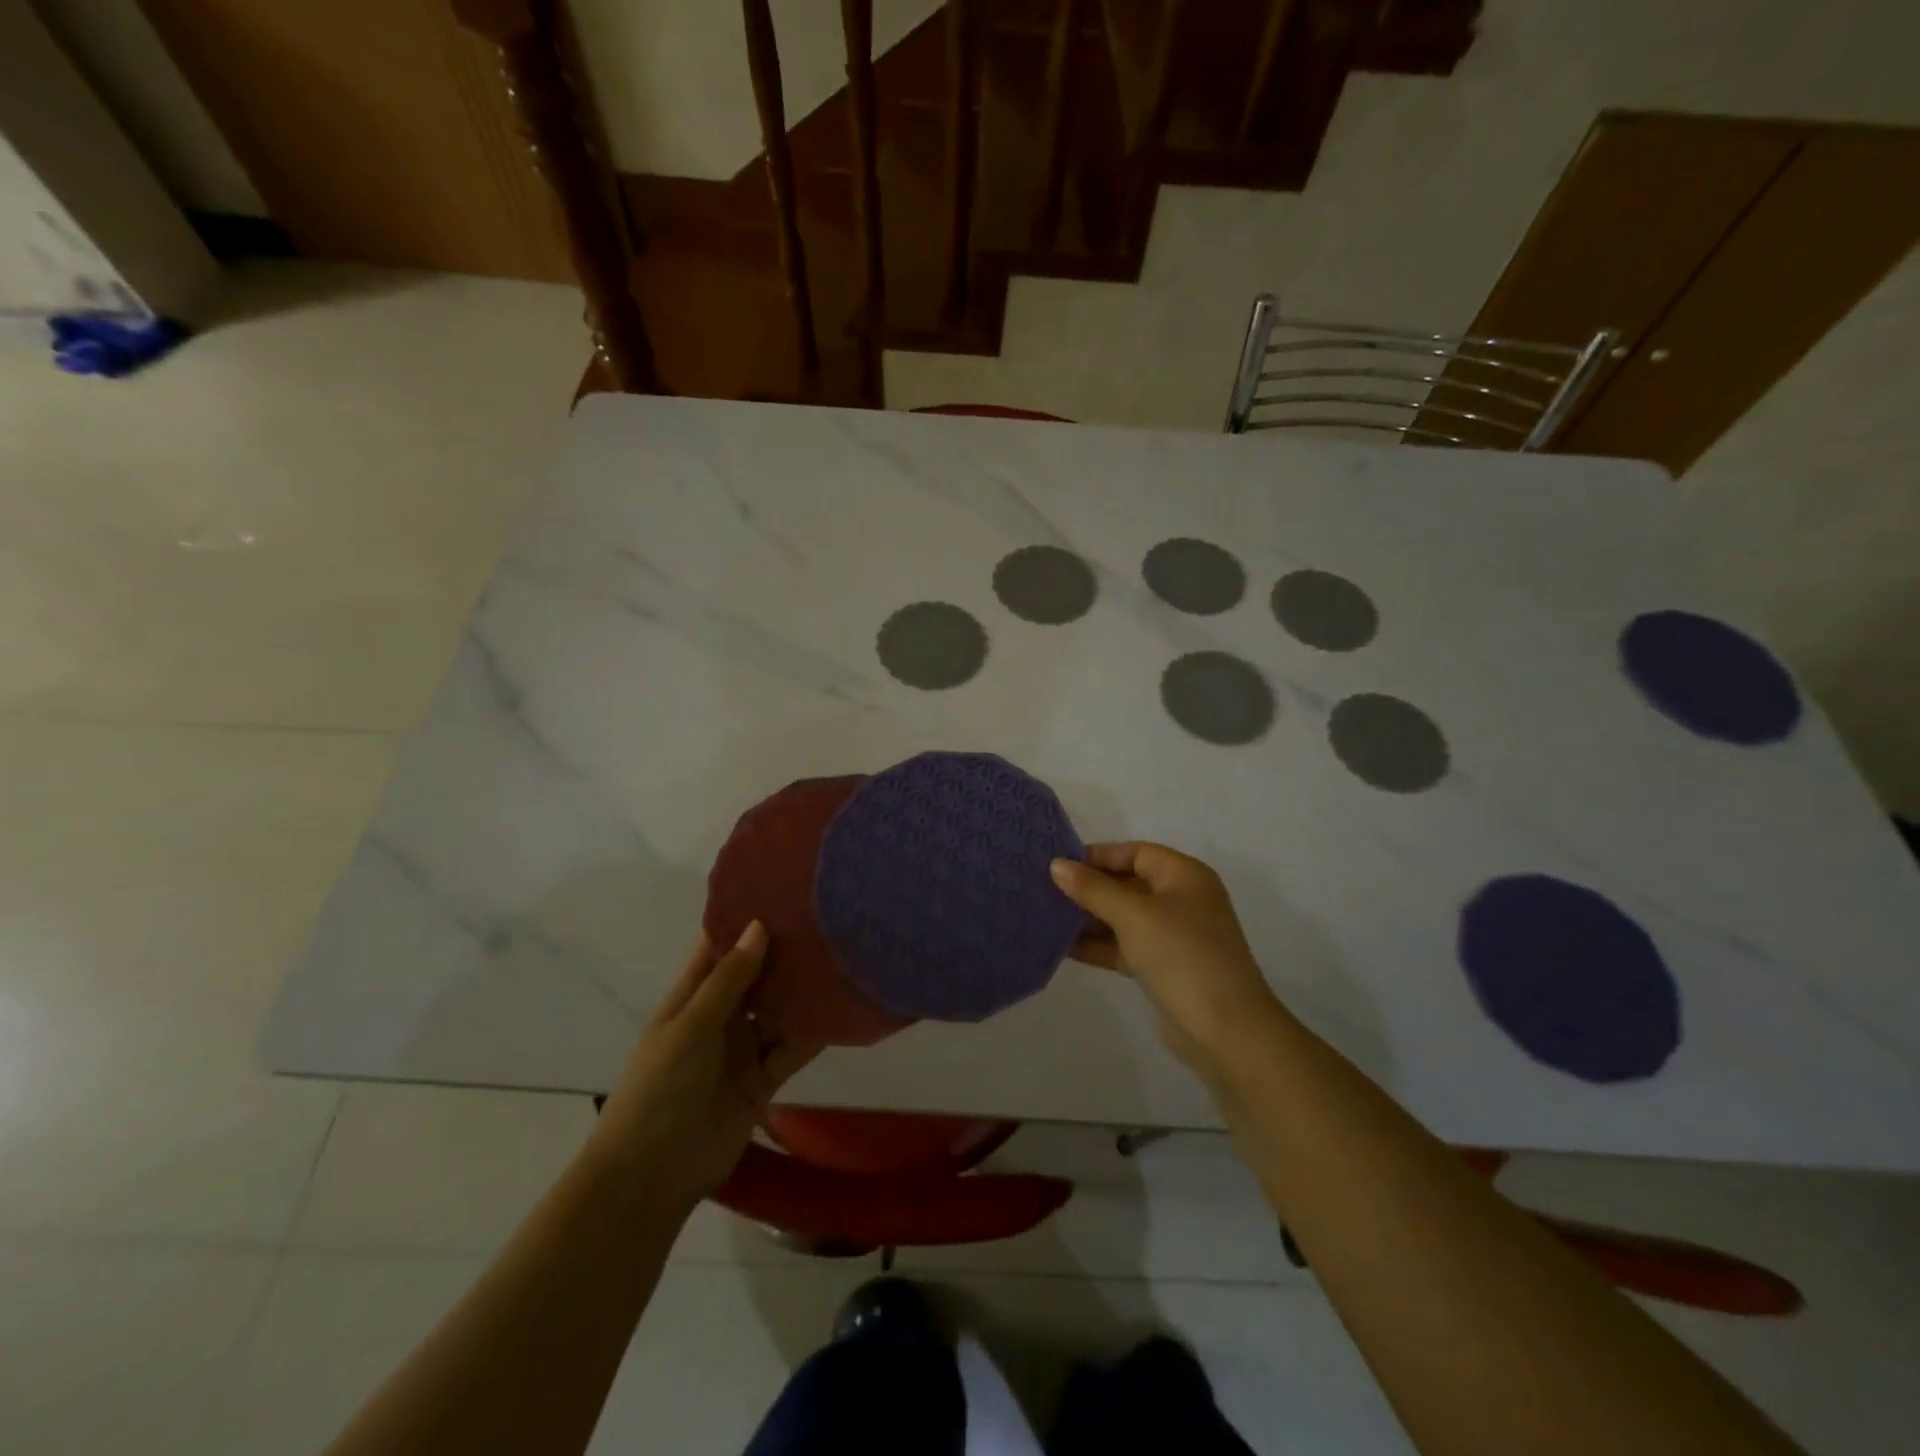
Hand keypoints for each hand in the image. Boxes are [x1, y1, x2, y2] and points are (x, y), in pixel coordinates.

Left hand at [587, 922, 820, 1218]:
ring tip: (845, 956)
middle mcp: (721, 1015)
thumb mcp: (690, 1028)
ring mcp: (744, 1047)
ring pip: (780, 1008)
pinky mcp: (765, 1077)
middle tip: (829, 918)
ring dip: (804, 990)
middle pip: (758, 975)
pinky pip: (793, 1046)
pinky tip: (842, 1009)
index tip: (783, 890)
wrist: (652, 1177)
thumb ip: (728, 980)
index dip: (746, 920)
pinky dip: (813, 1031)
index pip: (721, 947)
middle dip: (786, 952)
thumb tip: (760, 926)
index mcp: (692, 996)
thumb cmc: (658, 1090)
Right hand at [1051, 843, 1285, 1076]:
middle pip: (1128, 883)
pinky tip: (1062, 947)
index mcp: (1184, 876)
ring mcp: (1173, 936)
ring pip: (1123, 917)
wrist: (1225, 1031)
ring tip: (1046, 917)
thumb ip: (1093, 889)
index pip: (1136, 852)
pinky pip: (1124, 946)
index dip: (1098, 855)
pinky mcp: (1163, 967)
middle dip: (1089, 888)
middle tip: (1045, 890)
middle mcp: (1181, 900)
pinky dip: (1098, 945)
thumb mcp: (1133, 915)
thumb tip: (1057, 865)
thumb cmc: (1181, 956)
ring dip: (1089, 918)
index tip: (1059, 864)